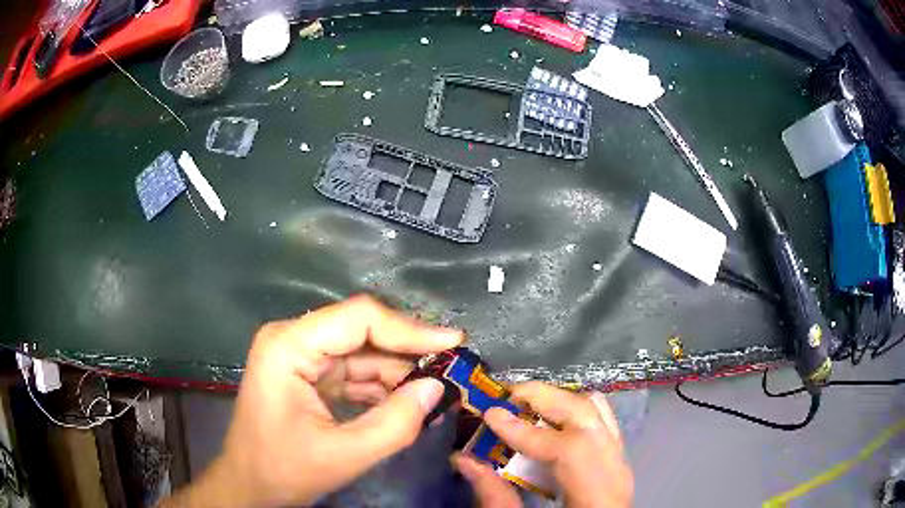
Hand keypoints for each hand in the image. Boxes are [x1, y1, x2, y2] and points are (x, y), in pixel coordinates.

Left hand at [164, 295, 463, 506]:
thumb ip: (395, 423)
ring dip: (398, 371)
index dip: (410, 329)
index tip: (454, 342)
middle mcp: (293, 339)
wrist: (250, 486)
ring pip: (361, 351)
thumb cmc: (285, 470)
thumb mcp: (345, 455)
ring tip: (438, 387)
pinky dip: (382, 385)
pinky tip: (409, 399)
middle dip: (408, 351)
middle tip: (453, 366)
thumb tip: (437, 388)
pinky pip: (353, 370)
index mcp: (289, 346)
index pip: (359, 318)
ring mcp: (300, 356)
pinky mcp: (308, 374)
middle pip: (361, 331)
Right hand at [452, 382, 632, 507]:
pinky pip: (599, 423)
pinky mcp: (616, 461)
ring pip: (598, 412)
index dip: (526, 430)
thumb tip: (464, 459)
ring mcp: (621, 463)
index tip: (490, 414)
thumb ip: (494, 497)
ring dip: (558, 403)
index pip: (568, 449)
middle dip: (545, 399)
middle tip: (506, 396)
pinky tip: (544, 425)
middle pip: (588, 416)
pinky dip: (569, 416)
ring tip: (523, 405)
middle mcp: (617, 472)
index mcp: (597, 497)